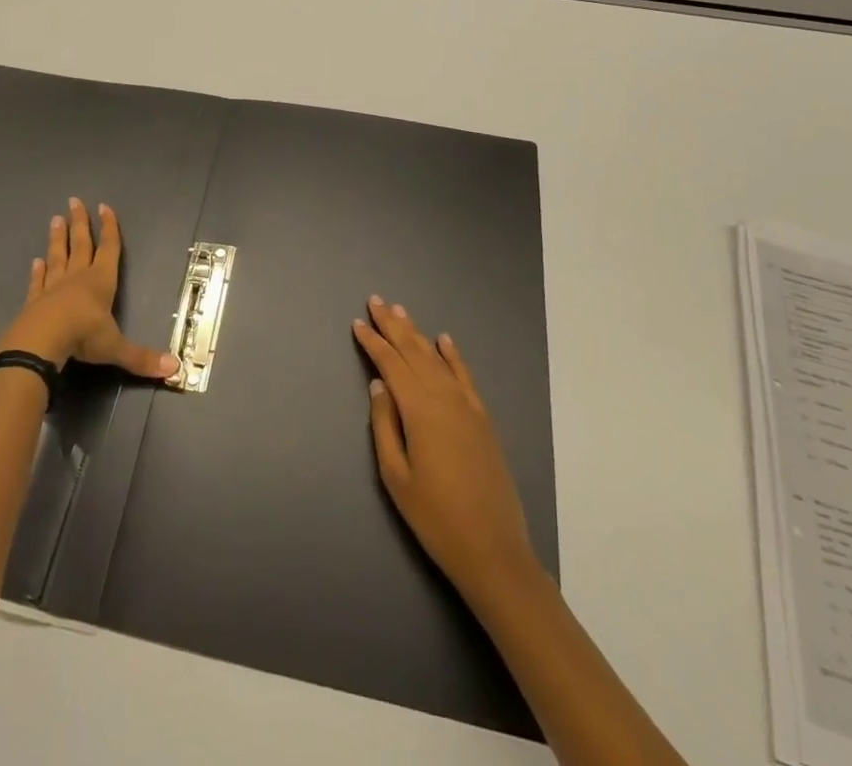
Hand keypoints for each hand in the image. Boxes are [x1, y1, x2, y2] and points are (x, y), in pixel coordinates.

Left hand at [0, 199, 178, 379]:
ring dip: (57, 239)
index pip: (108, 249)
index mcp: (101, 282)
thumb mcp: (116, 348)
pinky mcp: (34, 301)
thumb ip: (141, 357)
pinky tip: (36, 261)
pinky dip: (38, 271)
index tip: (105, 207)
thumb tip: (175, 369)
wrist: (41, 342)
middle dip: (80, 223)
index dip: (109, 228)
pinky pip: (38, 281)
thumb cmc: (83, 337)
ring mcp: (53, 287)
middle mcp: (77, 278)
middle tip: (74, 201)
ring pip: (57, 256)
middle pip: (80, 244)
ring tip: (55, 219)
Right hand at [355, 296, 540, 606]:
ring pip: (437, 358)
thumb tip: (379, 385)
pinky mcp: (483, 419)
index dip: (373, 342)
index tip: (358, 323)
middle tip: (376, 301)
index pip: (391, 364)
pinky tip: (444, 340)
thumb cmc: (436, 518)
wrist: (494, 550)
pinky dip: (452, 355)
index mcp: (420, 410)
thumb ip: (385, 425)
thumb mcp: (396, 476)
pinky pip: (464, 376)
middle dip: (392, 325)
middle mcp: (445, 398)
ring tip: (400, 312)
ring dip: (417, 333)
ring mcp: (468, 406)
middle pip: (414, 352)